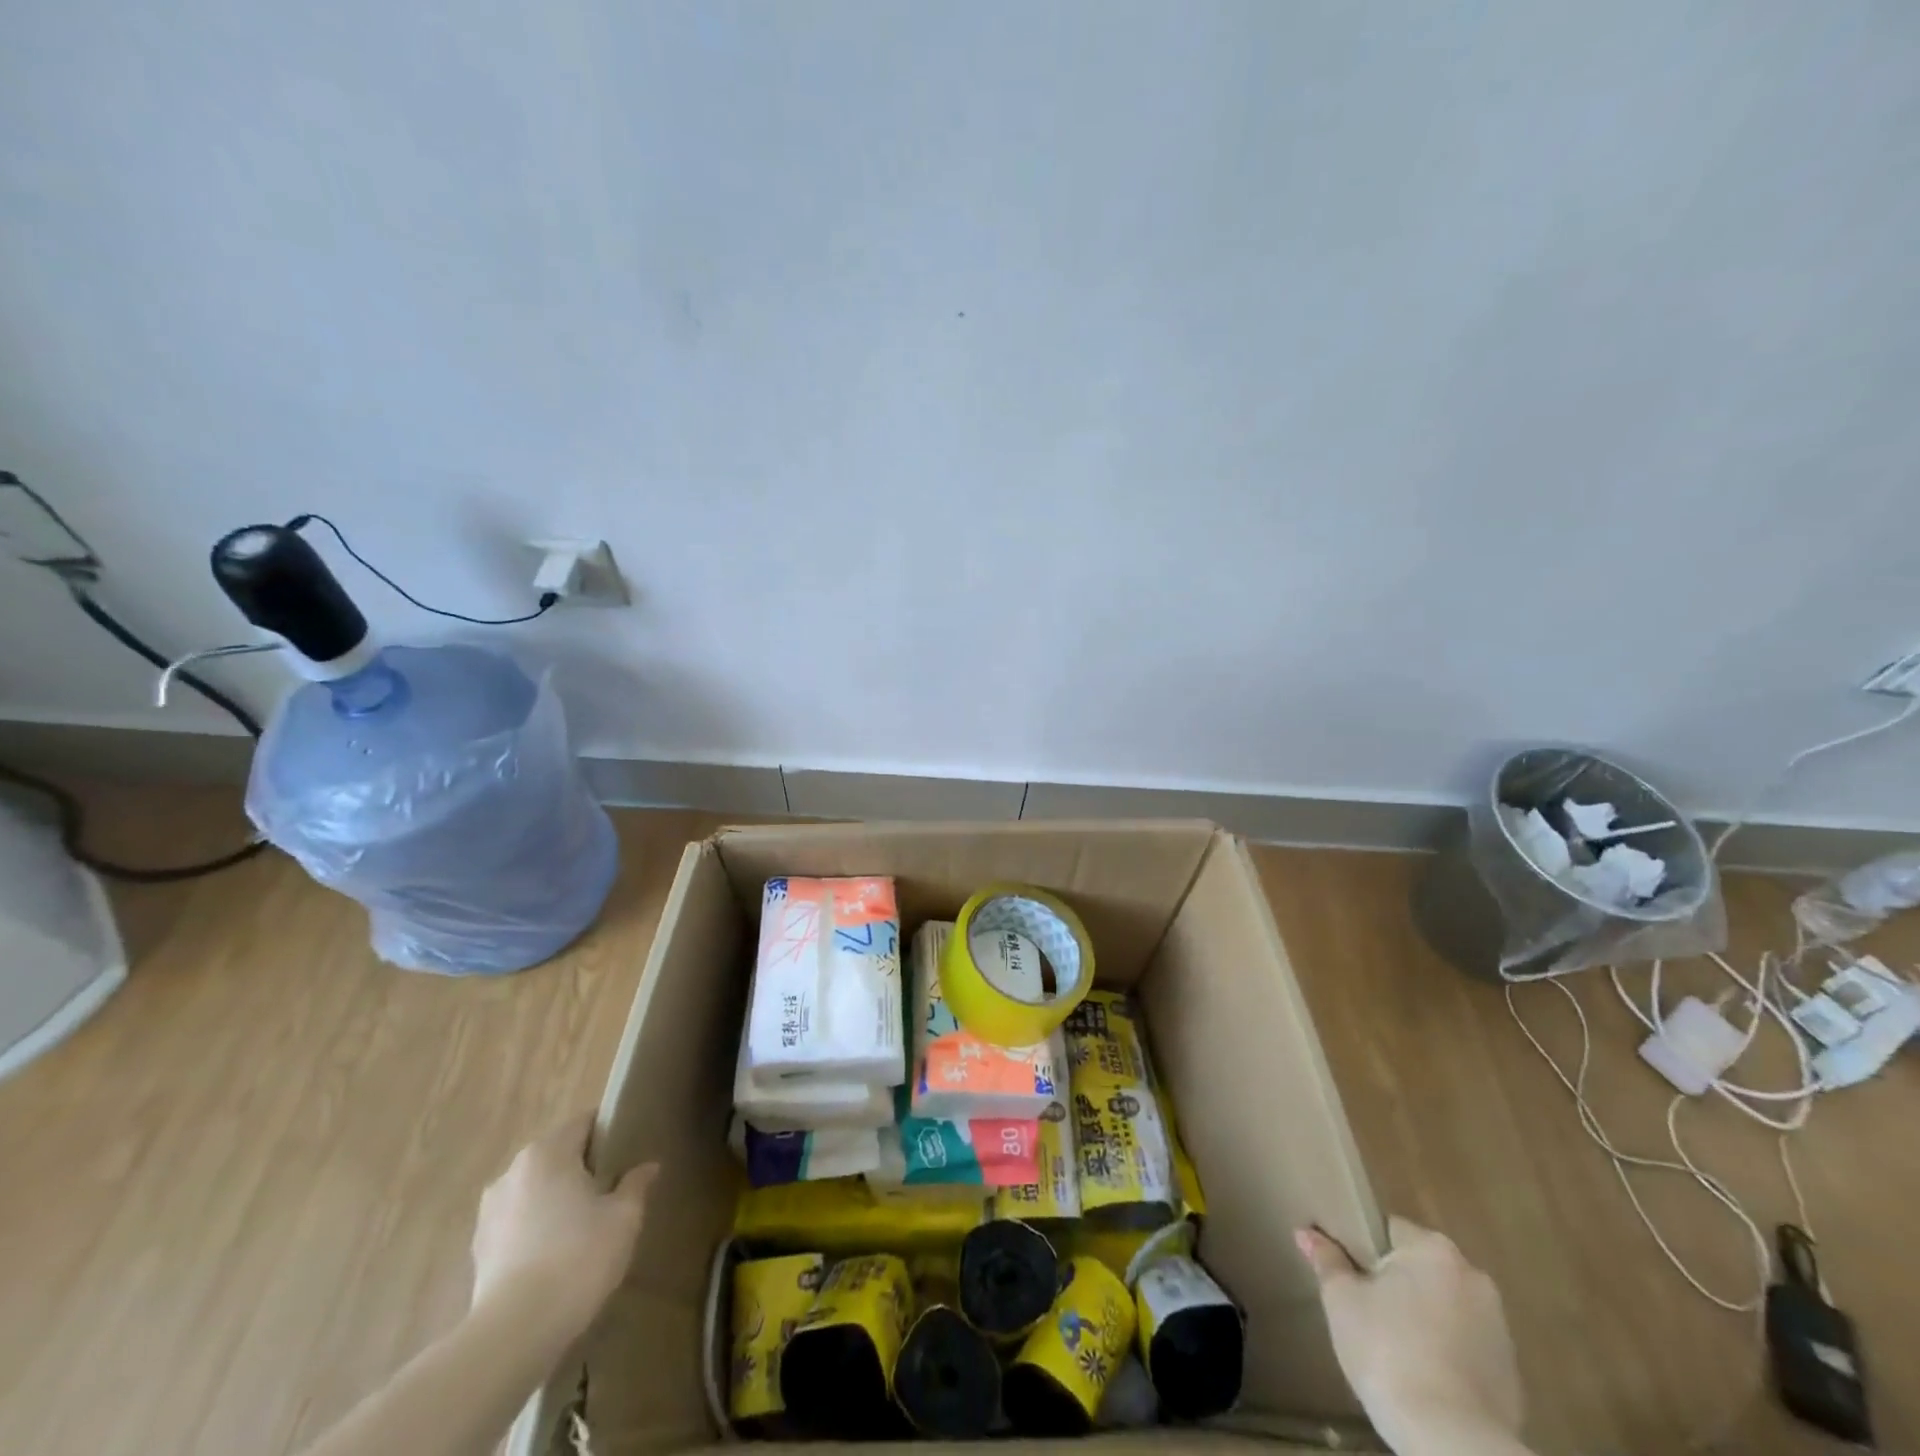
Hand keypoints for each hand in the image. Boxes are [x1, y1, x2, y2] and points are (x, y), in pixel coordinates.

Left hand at [471, 1113, 658, 1336]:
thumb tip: (647, 1167)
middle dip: (582, 1169)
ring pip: (534, 1191)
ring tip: (582, 1228)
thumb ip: (636, 1184)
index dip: (609, 1133)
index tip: (628, 1153)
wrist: (514, 1333)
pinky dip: (536, 1231)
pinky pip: (517, 1224)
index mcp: (547, 1152)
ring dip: (556, 1201)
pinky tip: (555, 1257)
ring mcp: (489, 1212)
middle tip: (610, 1191)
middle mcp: (512, 1172)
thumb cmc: (578, 1257)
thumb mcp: (624, 1217)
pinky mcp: (478, 1251)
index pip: (584, 1123)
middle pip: (556, 1156)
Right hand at [1297, 1217, 1523, 1454]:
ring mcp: (1499, 1327)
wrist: (1450, 1440)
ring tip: (1395, 1349)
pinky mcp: (1512, 1374)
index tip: (1350, 1274)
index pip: (1390, 1230)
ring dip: (1424, 1319)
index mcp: (1433, 1249)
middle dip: (1397, 1285)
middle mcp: (1473, 1277)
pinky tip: (1423, 1377)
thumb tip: (1306, 1233)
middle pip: (1421, 1268)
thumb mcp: (1341, 1300)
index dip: (1365, 1249)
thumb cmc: (1387, 1351)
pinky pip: (1467, 1347)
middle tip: (1367, 1311)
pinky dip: (1446, 1354)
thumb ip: (1326, 1261)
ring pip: (1445, 1308)